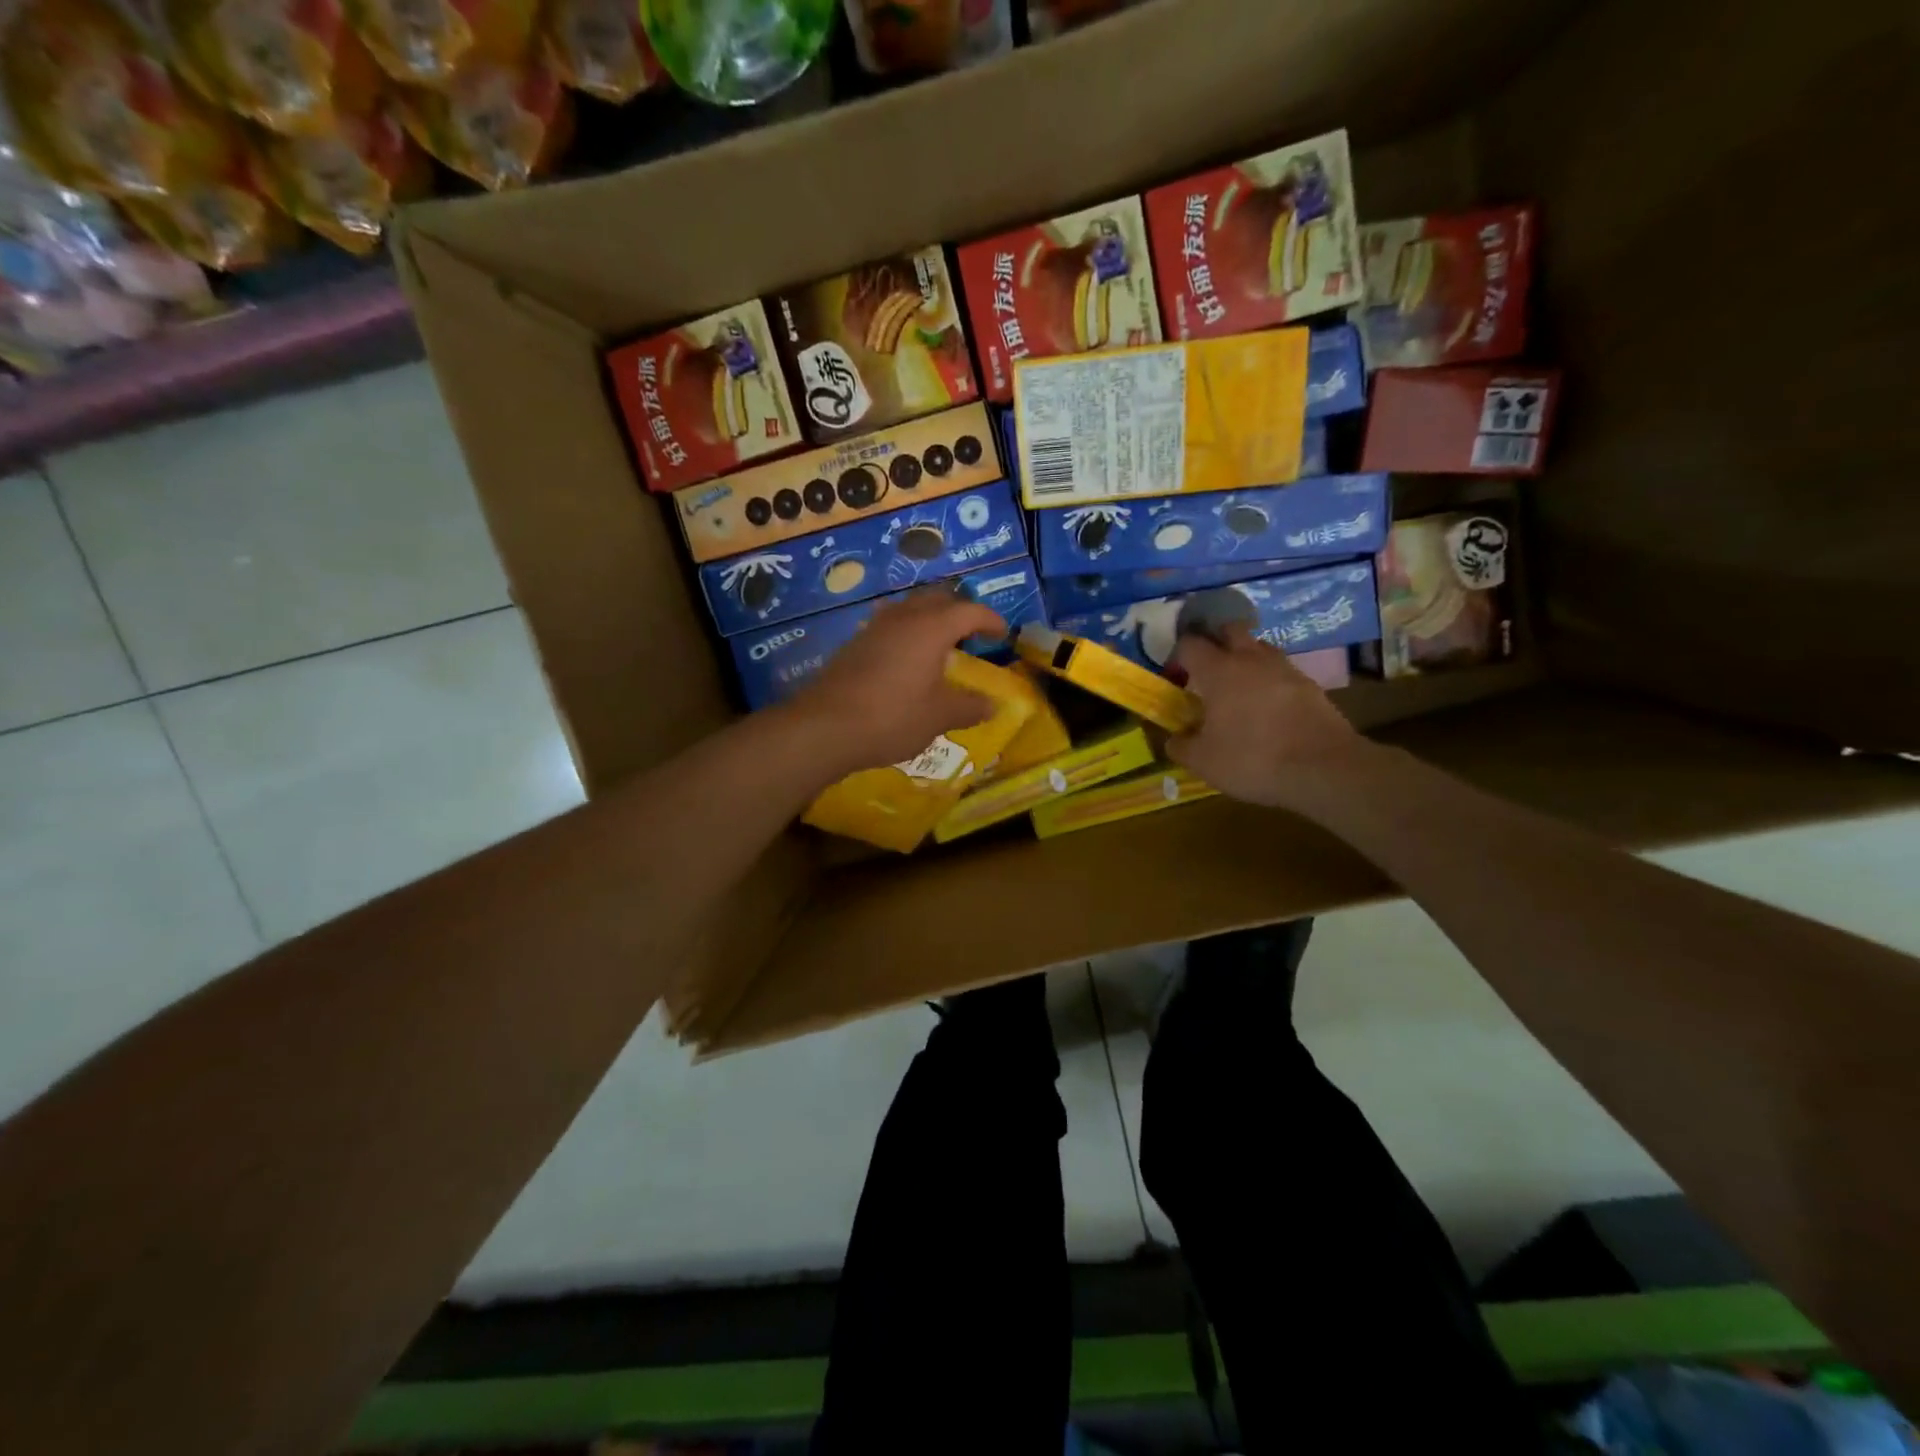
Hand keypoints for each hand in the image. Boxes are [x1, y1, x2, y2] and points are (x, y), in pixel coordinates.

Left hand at [785, 589, 1006, 774]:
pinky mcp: (855, 644)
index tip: (1002, 634)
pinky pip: (889, 626)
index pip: (970, 611)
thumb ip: (969, 707)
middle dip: (959, 611)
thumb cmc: (893, 717)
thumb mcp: (939, 716)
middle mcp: (903, 617)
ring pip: (909, 608)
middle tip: (971, 635)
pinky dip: (906, 633)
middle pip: (937, 599)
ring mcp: (875, 627)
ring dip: (929, 619)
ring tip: (940, 644)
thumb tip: (993, 705)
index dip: (990, 619)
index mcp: (932, 628)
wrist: (826, 727)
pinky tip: (906, 660)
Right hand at [1167, 625, 1374, 809]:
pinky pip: (1281, 670)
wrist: (1323, 768)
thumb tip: (1174, 738)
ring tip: (1239, 686)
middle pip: (1230, 630)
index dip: (1178, 656)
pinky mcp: (1309, 684)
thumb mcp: (1203, 762)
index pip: (1190, 644)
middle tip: (1207, 669)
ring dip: (1245, 657)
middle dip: (1215, 641)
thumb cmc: (1252, 759)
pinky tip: (1267, 705)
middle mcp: (1250, 659)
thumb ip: (1181, 746)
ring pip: (1259, 647)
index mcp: (1218, 671)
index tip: (1175, 676)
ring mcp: (1284, 668)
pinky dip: (1269, 679)